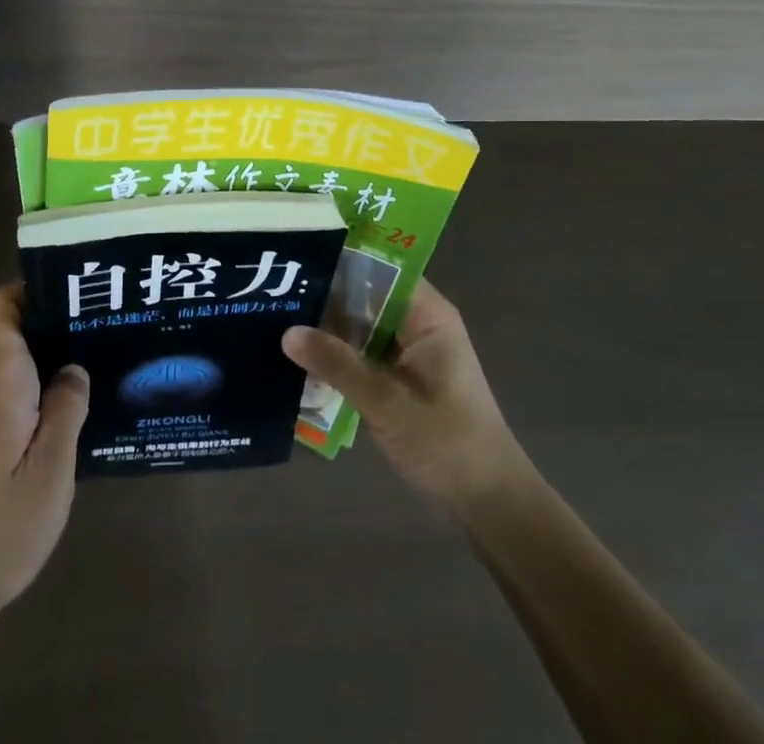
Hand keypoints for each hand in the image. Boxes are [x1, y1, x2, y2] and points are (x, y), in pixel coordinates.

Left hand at [0, 283, 88, 629]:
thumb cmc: (0, 526)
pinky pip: (21, 390)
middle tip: (105, 319)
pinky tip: (83, 403)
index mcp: (1, 381)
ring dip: (55, 352)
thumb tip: (75, 366)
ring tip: (104, 353)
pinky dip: (48, 384)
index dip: (27, 288)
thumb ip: (66, 409)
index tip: (71, 291)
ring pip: (20, 360)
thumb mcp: (50, 469)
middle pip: (14, 328)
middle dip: (55, 317)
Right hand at [284, 279, 532, 517]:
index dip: (339, 259)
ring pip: (359, 326)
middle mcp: (417, 324)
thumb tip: (286, 331)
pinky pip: (361, 354)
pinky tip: (297, 357)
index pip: (378, 268)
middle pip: (364, 295)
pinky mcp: (399, 380)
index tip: (295, 257)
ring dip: (326, 328)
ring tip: (273, 316)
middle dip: (324, 295)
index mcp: (427, 314)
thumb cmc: (448, 444)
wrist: (491, 507)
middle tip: (272, 291)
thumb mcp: (387, 402)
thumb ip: (337, 364)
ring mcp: (408, 353)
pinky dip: (336, 355)